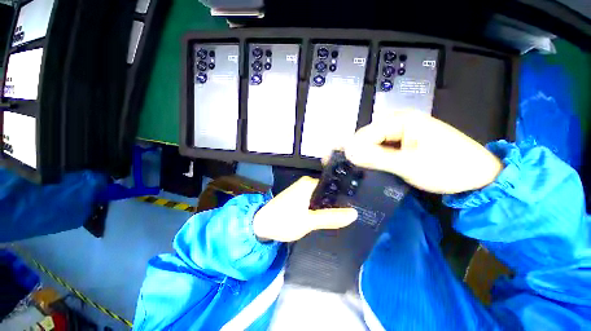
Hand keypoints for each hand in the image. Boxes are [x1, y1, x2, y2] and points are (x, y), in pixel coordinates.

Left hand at [253, 177, 357, 241]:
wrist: (261, 225)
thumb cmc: (284, 221)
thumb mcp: (309, 221)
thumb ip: (331, 218)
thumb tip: (354, 213)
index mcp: (309, 183)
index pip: (333, 186)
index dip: (344, 197)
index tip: (355, 207)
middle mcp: (306, 183)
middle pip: (328, 192)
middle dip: (337, 203)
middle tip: (349, 216)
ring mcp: (301, 189)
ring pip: (321, 197)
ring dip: (328, 206)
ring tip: (341, 217)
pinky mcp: (298, 197)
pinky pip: (314, 200)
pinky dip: (320, 208)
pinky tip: (326, 217)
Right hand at [345, 110, 501, 193]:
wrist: (480, 176)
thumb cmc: (448, 168)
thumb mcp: (408, 165)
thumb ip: (376, 158)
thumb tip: (348, 154)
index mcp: (402, 120)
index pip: (366, 133)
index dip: (355, 149)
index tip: (348, 165)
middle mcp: (400, 120)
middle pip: (369, 136)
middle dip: (361, 152)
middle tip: (357, 169)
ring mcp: (404, 129)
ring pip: (375, 142)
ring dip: (369, 155)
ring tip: (366, 169)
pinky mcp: (407, 139)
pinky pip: (384, 146)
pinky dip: (378, 156)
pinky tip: (377, 165)